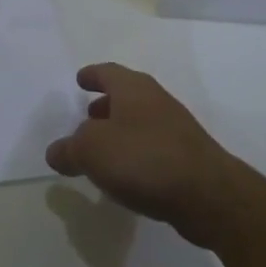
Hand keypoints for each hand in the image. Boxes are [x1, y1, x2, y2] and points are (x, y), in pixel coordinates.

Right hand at [45, 63, 243, 248]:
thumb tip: (57, 151)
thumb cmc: (143, 159)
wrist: (208, 195)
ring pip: (140, 121)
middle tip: (87, 117)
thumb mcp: (92, 151)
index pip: (107, 72)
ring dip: (120, 130)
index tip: (80, 80)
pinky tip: (127, 175)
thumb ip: (69, 149)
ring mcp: (175, 128)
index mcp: (133, 88)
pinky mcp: (187, 157)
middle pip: (126, 95)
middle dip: (105, 104)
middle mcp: (156, 100)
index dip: (92, 75)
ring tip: (103, 150)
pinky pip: (152, 146)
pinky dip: (136, 152)